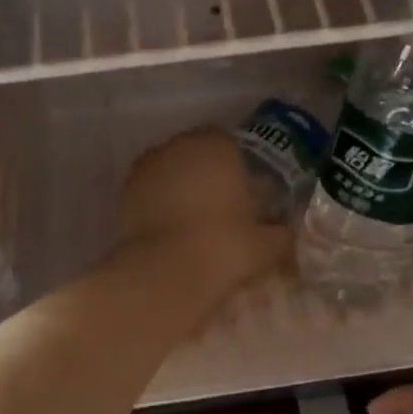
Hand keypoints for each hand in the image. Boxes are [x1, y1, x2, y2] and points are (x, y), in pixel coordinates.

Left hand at [118, 128, 290, 296]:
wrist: (167, 272)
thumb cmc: (224, 247)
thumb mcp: (265, 245)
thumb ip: (280, 233)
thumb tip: (287, 233)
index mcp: (218, 146)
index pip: (229, 141)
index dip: (236, 164)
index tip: (242, 189)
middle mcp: (180, 146)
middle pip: (196, 151)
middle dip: (206, 171)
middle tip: (219, 204)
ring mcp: (148, 166)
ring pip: (170, 167)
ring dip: (180, 183)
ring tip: (192, 217)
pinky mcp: (126, 190)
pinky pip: (149, 188)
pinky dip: (158, 200)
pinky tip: (169, 226)